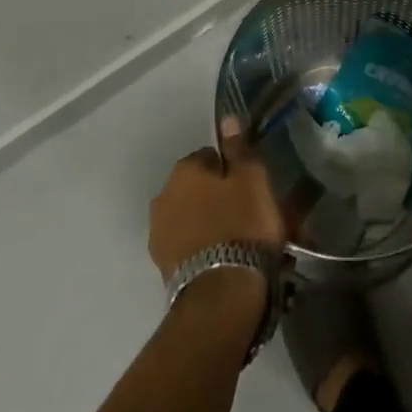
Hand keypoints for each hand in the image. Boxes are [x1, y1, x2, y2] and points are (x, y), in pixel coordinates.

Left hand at [147, 127, 286, 281]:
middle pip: (198, 187)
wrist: (221, 292)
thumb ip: (238, 148)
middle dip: (219, 196)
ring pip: (192, 216)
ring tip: (238, 240)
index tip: (251, 186)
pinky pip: (188, 244)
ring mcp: (159, 233)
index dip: (234, 169)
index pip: (211, 156)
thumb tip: (226, 119)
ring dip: (210, 221)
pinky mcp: (162, 266)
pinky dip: (203, 246)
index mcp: (184, 170)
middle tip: (248, 212)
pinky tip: (224, 257)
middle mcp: (163, 196)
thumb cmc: (242, 223)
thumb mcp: (252, 178)